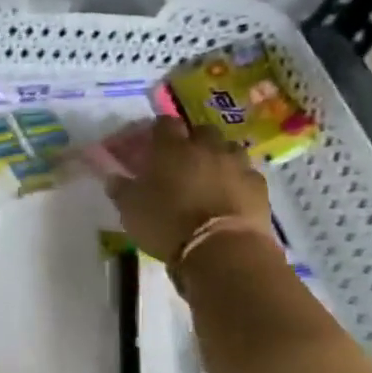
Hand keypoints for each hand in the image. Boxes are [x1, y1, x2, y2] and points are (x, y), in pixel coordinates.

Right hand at [104, 115, 269, 263]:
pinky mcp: (258, 185)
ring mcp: (236, 164)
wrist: (221, 248)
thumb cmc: (167, 224)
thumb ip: (121, 190)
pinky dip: (238, 180)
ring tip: (211, 175)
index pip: (164, 124)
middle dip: (194, 140)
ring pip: (229, 148)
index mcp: (172, 149)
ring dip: (220, 156)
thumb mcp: (131, 210)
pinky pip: (247, 174)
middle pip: (202, 131)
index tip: (153, 141)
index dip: (158, 130)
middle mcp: (206, 148)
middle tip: (184, 159)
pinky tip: (231, 195)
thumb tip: (113, 176)